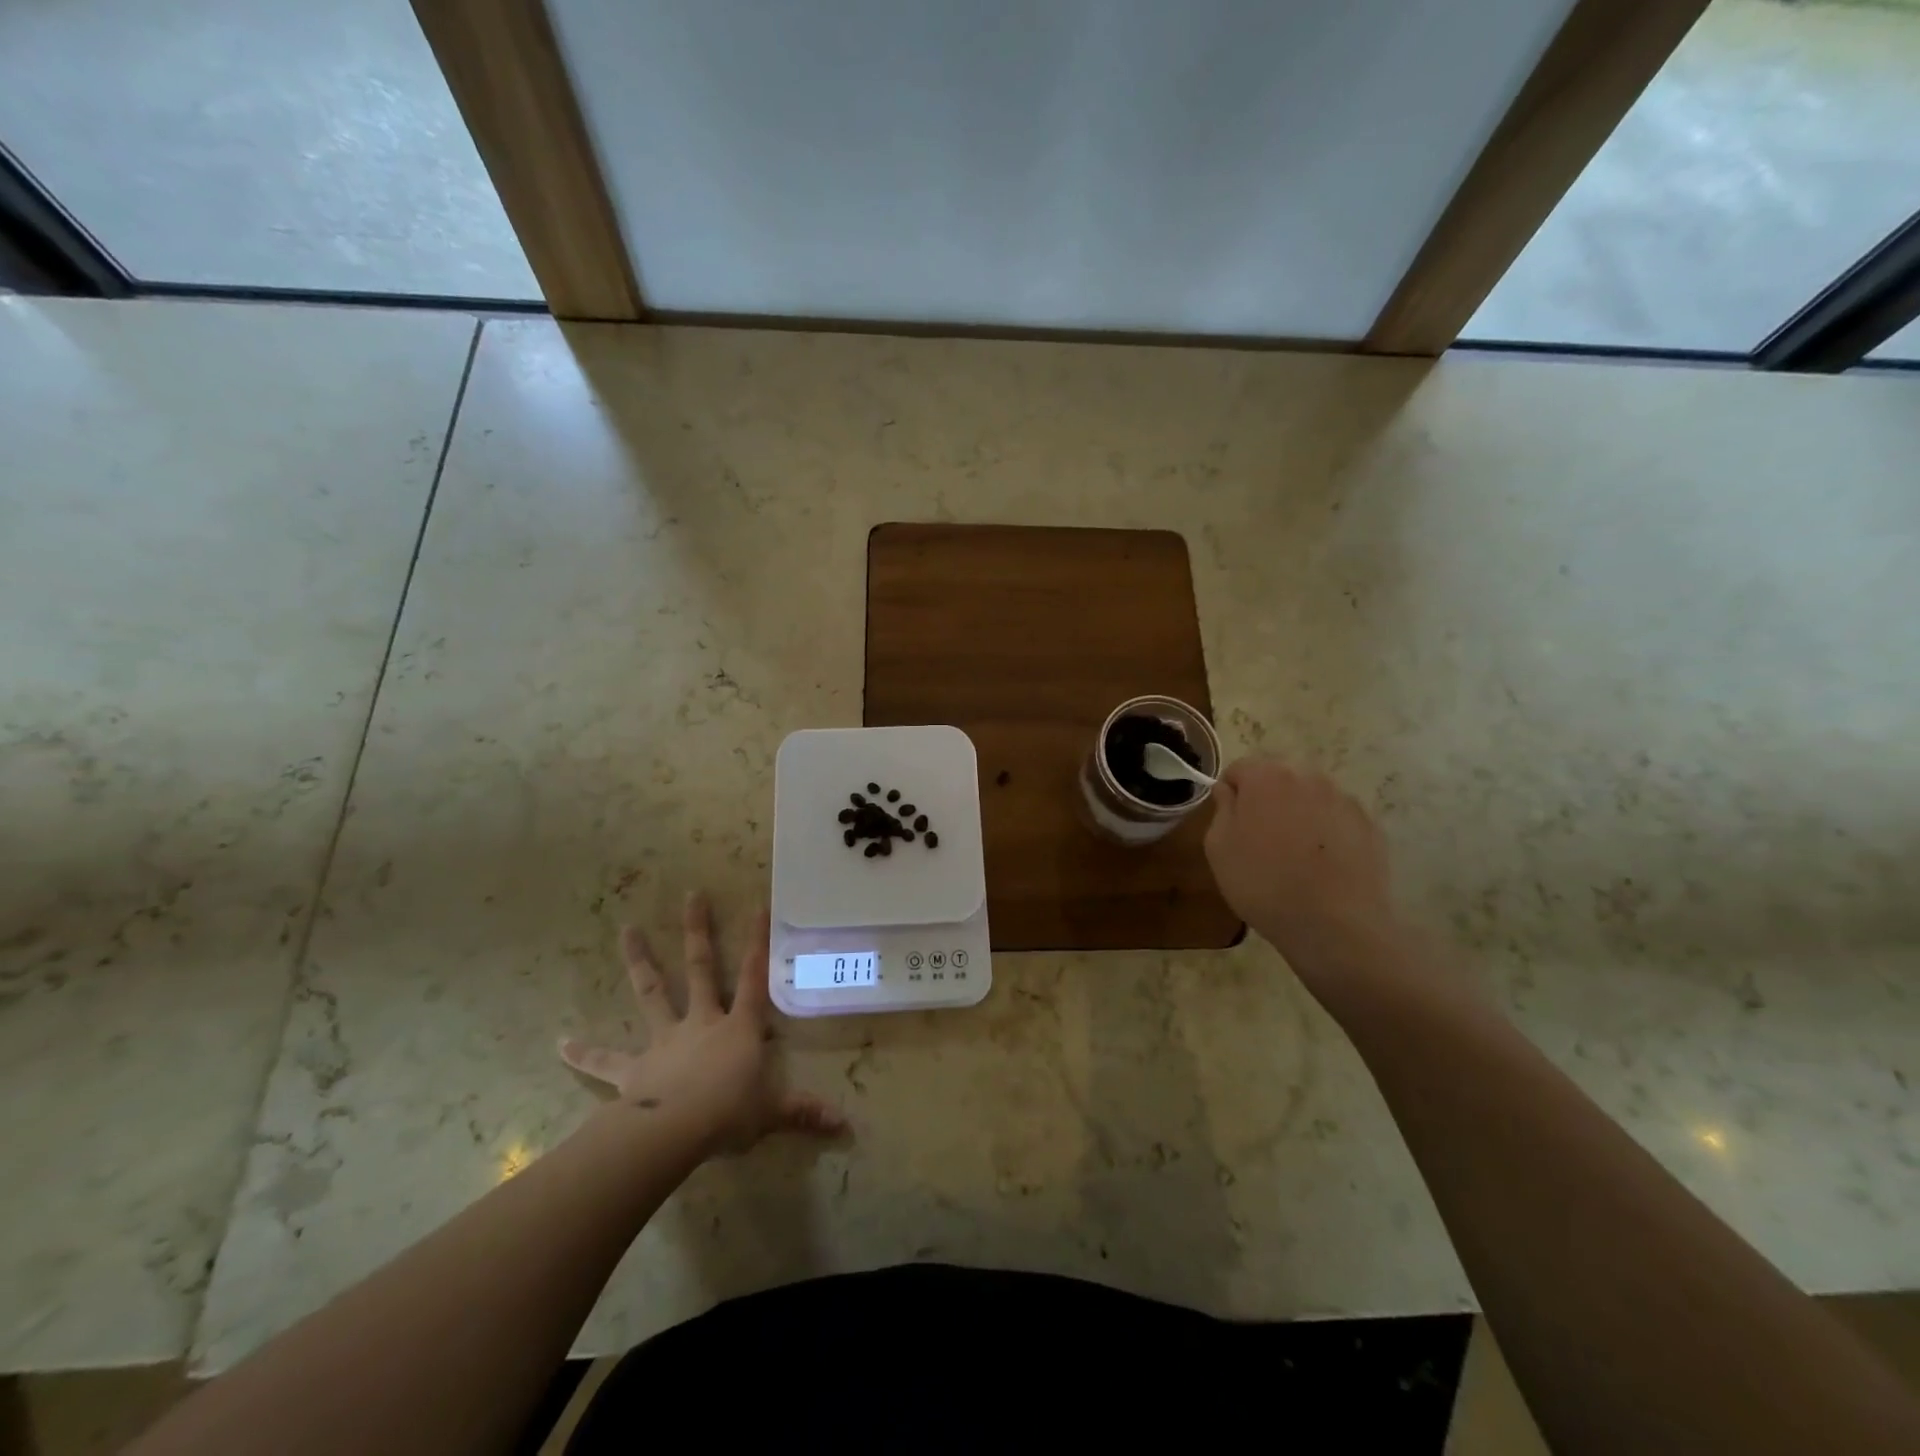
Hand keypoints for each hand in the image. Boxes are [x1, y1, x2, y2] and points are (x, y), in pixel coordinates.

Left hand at [559, 891, 845, 1155]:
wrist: (674, 1133)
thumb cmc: (728, 1115)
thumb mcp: (772, 1114)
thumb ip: (804, 1113)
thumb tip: (844, 1126)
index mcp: (737, 1028)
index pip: (753, 977)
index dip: (758, 942)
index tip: (757, 905)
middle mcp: (701, 1022)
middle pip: (699, 968)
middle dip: (697, 931)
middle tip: (691, 894)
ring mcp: (665, 1040)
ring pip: (652, 992)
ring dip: (640, 961)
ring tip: (626, 929)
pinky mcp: (634, 1069)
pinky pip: (606, 1061)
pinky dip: (584, 1053)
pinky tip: (560, 1043)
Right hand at [1204, 756, 1404, 988]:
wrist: (1333, 925)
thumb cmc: (1263, 883)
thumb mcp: (1218, 847)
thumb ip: (1222, 808)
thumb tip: (1229, 791)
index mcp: (1267, 777)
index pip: (1240, 768)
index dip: (1231, 793)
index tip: (1230, 823)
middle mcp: (1308, 777)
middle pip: (1279, 778)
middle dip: (1267, 800)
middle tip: (1260, 839)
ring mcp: (1344, 800)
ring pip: (1311, 797)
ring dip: (1298, 814)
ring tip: (1294, 855)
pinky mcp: (1370, 826)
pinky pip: (1337, 819)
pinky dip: (1327, 832)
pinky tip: (1322, 866)